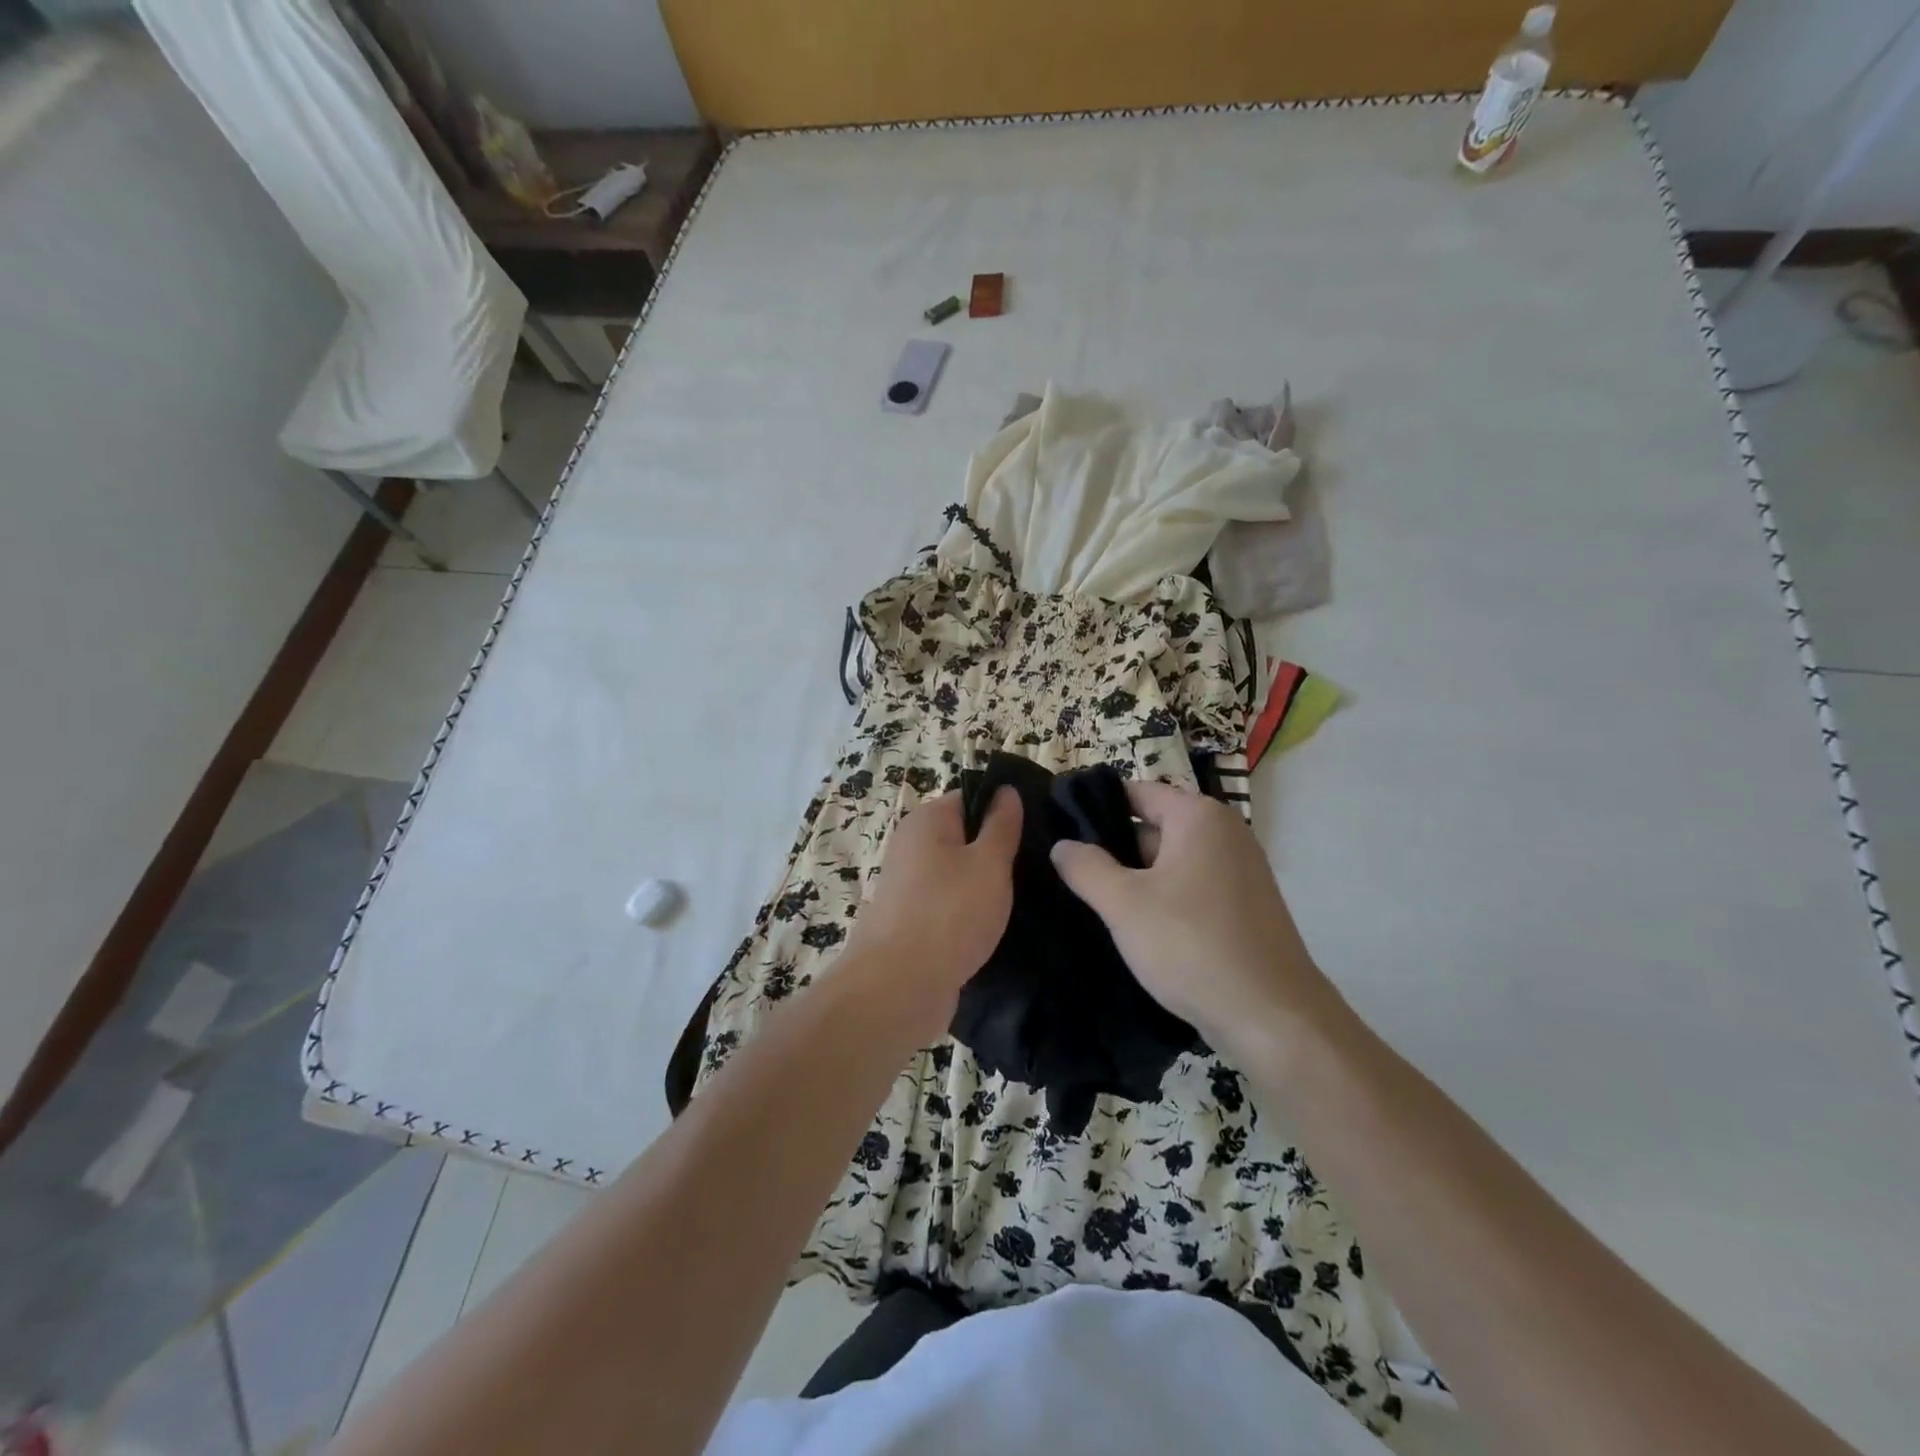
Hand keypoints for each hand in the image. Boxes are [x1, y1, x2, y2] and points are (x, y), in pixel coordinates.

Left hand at [839, 788, 1021, 1036]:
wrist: (898, 988)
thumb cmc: (949, 913)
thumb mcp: (989, 862)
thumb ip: (1001, 825)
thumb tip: (1006, 789)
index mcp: (926, 821)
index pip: (971, 798)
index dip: (1004, 810)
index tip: (1038, 830)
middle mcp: (911, 846)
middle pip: (964, 837)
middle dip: (997, 852)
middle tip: (1038, 868)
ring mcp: (908, 886)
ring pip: (958, 875)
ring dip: (985, 887)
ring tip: (1024, 901)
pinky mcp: (911, 922)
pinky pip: (948, 906)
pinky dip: (969, 914)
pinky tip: (996, 929)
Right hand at [1050, 780, 1346, 1058]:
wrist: (1273, 1019)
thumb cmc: (1193, 947)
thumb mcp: (1124, 905)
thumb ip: (1086, 868)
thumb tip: (1063, 845)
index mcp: (1199, 817)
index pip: (1135, 793)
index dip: (1095, 807)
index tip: (1059, 828)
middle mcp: (1225, 833)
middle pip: (1153, 826)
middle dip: (1114, 849)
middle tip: (1070, 873)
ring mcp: (1240, 870)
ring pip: (1171, 862)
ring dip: (1137, 879)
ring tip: (1095, 902)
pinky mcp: (1245, 906)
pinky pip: (1192, 887)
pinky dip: (1164, 899)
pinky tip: (1137, 928)